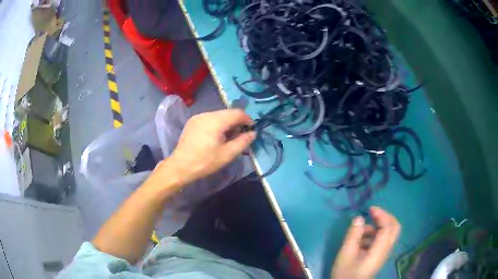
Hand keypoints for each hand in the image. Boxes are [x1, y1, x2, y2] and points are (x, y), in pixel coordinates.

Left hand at [165, 109, 255, 184]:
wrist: (180, 166)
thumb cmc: (205, 162)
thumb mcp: (227, 154)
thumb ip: (243, 142)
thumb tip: (253, 133)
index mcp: (216, 121)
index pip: (237, 113)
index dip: (247, 119)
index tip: (252, 129)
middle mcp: (207, 114)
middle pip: (227, 113)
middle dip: (237, 122)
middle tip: (240, 136)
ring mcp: (198, 117)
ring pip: (218, 115)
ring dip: (227, 123)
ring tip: (228, 137)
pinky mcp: (192, 122)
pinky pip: (209, 119)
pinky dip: (217, 124)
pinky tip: (216, 136)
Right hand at [331, 207, 400, 278]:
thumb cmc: (346, 273)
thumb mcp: (346, 254)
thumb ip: (353, 235)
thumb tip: (359, 218)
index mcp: (379, 250)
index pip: (388, 227)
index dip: (381, 215)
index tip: (369, 209)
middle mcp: (385, 250)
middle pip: (394, 228)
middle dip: (385, 217)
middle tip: (372, 214)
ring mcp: (383, 253)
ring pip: (388, 233)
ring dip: (377, 227)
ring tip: (360, 231)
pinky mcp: (379, 256)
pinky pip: (382, 240)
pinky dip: (374, 235)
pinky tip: (361, 240)